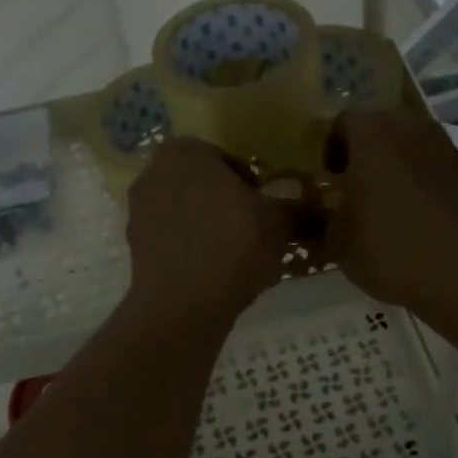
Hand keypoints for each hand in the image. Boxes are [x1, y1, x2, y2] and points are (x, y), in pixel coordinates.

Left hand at [126, 138, 292, 323]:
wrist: (183, 305)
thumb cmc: (233, 244)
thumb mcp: (279, 223)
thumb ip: (300, 209)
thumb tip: (322, 210)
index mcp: (185, 152)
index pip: (227, 159)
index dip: (251, 183)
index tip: (266, 207)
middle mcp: (153, 173)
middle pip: (203, 185)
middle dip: (226, 203)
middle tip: (254, 229)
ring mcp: (138, 211)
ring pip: (186, 212)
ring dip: (209, 227)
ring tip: (237, 255)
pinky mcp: (134, 247)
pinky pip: (172, 240)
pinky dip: (192, 249)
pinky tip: (214, 272)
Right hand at [324, 108, 457, 313]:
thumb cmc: (388, 246)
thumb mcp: (336, 242)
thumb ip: (323, 220)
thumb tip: (323, 217)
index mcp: (372, 131)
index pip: (343, 121)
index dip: (331, 148)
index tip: (328, 178)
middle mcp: (410, 127)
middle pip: (380, 129)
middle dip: (364, 154)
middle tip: (352, 189)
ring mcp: (445, 148)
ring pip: (409, 148)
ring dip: (394, 167)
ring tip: (384, 205)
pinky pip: (433, 169)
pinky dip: (420, 184)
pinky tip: (414, 219)